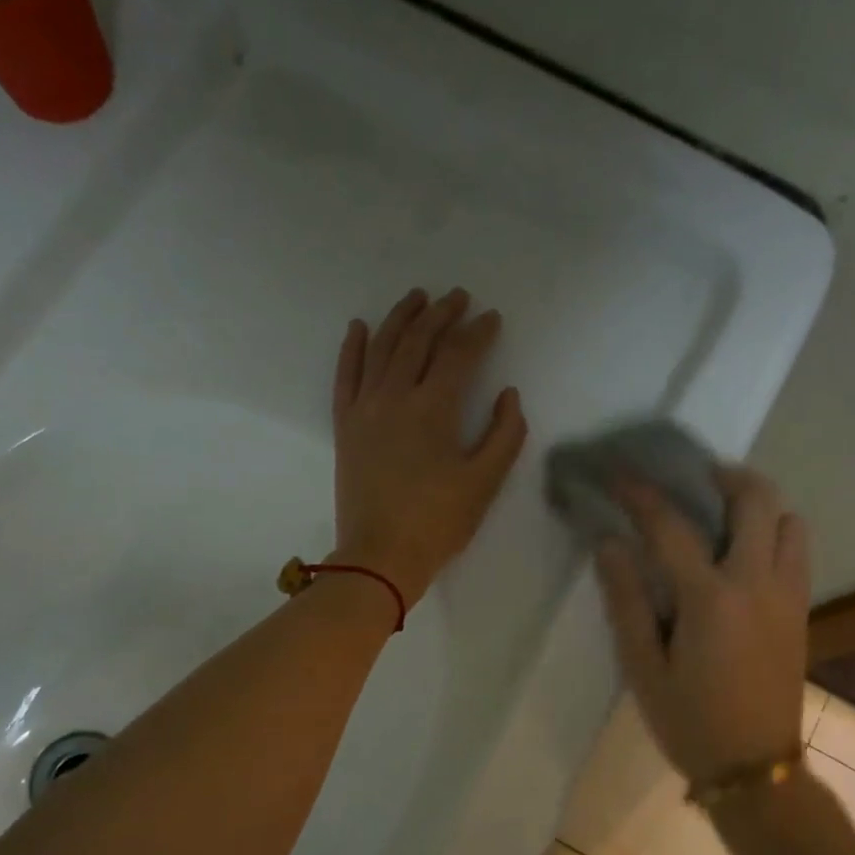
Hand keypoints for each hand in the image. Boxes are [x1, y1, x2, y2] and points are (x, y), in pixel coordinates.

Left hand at [332, 287, 527, 607]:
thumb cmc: (438, 522)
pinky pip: (346, 376)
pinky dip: (353, 348)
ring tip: (417, 297)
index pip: (458, 354)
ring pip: (382, 349)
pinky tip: (360, 327)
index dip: (478, 332)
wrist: (380, 557)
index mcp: (433, 408)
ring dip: (401, 318)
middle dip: (441, 314)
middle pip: (418, 341)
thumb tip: (508, 394)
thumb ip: (504, 434)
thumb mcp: (484, 482)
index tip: (492, 318)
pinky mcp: (346, 426)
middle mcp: (395, 396)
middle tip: (458, 297)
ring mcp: (365, 409)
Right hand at [595, 466, 810, 785]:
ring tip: (721, 513)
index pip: (671, 527)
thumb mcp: (642, 668)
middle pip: (756, 500)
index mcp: (711, 599)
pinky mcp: (802, 611)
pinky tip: (741, 554)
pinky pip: (796, 551)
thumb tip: (610, 544)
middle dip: (723, 475)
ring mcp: (788, 596)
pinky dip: (774, 533)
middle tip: (691, 477)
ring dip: (757, 504)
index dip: (641, 493)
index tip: (619, 472)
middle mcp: (758, 584)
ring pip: (789, 521)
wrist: (755, 768)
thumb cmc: (689, 721)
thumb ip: (626, 601)